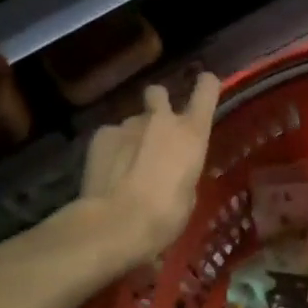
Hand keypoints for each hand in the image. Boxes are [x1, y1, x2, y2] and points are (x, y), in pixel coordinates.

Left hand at [80, 73, 219, 270]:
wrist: (116, 223)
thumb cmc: (165, 215)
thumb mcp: (188, 194)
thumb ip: (183, 169)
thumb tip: (173, 166)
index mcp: (192, 133)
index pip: (206, 91)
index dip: (206, 85)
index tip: (205, 84)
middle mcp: (161, 119)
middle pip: (159, 92)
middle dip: (158, 103)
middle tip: (156, 126)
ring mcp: (128, 124)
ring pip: (133, 121)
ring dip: (133, 136)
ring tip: (127, 164)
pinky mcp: (101, 135)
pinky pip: (111, 136)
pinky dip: (111, 149)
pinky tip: (108, 172)